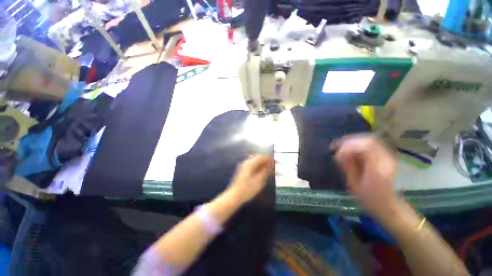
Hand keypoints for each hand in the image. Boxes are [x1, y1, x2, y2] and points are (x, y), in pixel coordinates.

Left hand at [228, 155, 272, 203]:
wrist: (235, 195)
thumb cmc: (248, 189)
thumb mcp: (259, 180)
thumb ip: (266, 171)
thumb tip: (271, 164)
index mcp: (250, 163)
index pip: (261, 156)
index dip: (269, 158)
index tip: (275, 161)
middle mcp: (247, 162)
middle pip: (258, 157)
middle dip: (266, 161)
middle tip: (272, 166)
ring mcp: (244, 166)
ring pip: (255, 161)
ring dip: (262, 164)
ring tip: (268, 170)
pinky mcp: (243, 170)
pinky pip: (253, 165)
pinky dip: (258, 167)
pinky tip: (262, 172)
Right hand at [333, 135, 398, 219]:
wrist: (387, 207)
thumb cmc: (370, 199)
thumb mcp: (355, 184)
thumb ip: (349, 166)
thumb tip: (341, 152)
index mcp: (379, 168)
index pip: (367, 146)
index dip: (349, 145)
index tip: (337, 152)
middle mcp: (386, 159)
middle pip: (368, 140)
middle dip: (349, 142)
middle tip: (336, 147)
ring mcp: (387, 157)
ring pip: (369, 140)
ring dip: (352, 143)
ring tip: (340, 149)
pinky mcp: (384, 157)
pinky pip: (369, 145)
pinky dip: (356, 146)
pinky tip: (348, 152)